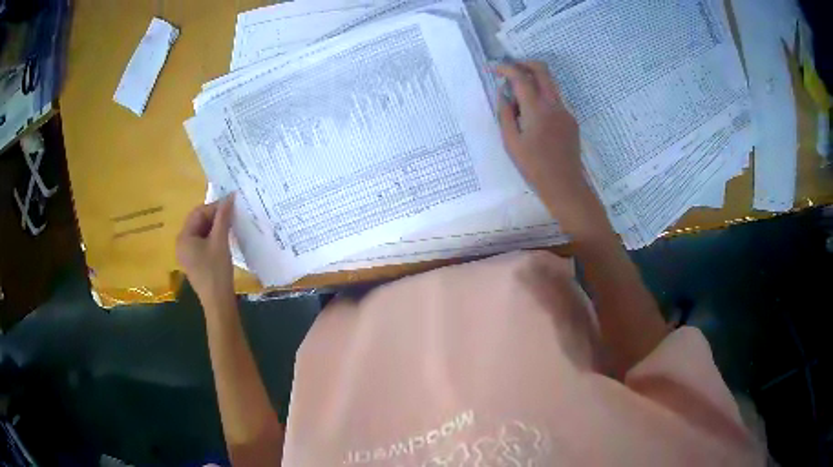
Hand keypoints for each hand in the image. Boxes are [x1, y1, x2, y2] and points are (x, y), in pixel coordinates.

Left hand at [176, 194, 235, 306]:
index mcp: (183, 237)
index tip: (232, 205)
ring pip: (202, 233)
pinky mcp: (195, 263)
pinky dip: (213, 238)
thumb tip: (230, 196)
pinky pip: (203, 243)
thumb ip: (223, 217)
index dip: (215, 207)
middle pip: (198, 222)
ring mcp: (187, 254)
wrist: (218, 303)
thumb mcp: (220, 241)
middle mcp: (182, 244)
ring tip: (231, 226)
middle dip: (215, 217)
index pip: (198, 213)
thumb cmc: (216, 271)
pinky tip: (225, 240)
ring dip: (215, 227)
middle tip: (233, 215)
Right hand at [496, 62, 605, 233]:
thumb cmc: (534, 167)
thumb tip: (503, 95)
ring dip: (534, 79)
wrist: (564, 185)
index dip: (505, 68)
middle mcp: (554, 104)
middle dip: (524, 63)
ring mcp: (565, 111)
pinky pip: (555, 99)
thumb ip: (505, 114)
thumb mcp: (511, 142)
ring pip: (550, 83)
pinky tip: (533, 116)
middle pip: (542, 70)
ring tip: (518, 95)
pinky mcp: (571, 120)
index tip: (493, 68)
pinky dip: (542, 97)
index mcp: (537, 109)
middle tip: (509, 70)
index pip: (521, 77)